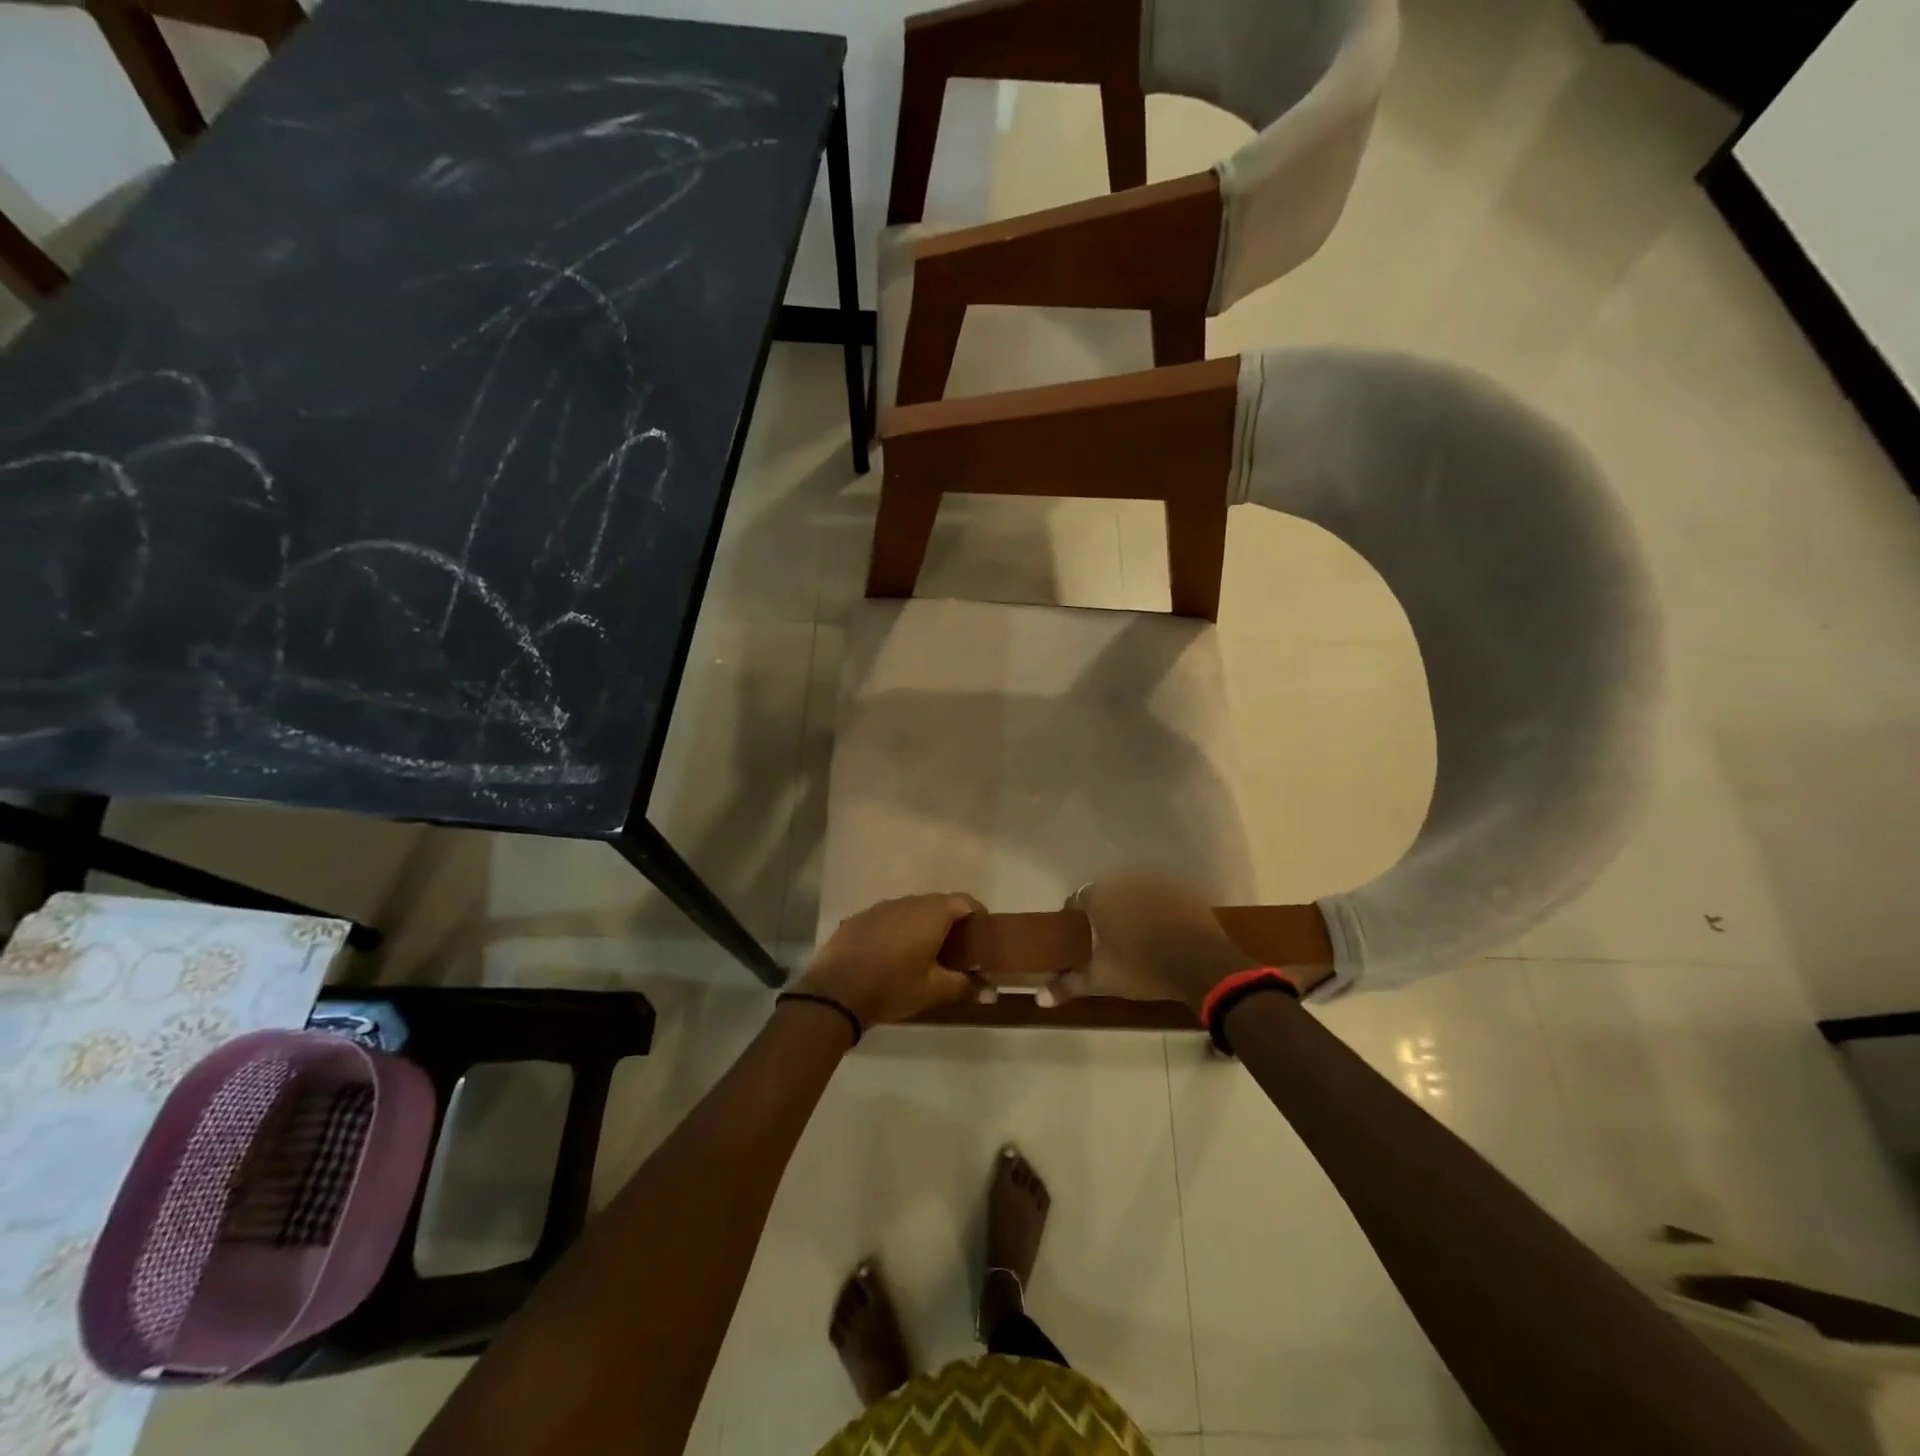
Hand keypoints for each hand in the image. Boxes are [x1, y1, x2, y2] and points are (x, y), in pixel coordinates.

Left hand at [794, 893, 983, 1027]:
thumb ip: (964, 985)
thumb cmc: (893, 986)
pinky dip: (896, 930)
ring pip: (911, 910)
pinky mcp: (859, 918)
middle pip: (938, 903)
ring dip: (921, 925)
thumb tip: (989, 990)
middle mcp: (908, 902)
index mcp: (932, 913)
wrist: (835, 991)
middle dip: (950, 922)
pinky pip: (888, 918)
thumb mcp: (934, 990)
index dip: (978, 915)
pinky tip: (891, 954)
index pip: (965, 901)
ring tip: (923, 952)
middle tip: (955, 949)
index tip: (981, 935)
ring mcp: (881, 907)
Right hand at [1045, 873, 1257, 1011]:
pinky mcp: (1183, 889)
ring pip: (1136, 893)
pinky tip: (1166, 931)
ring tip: (1138, 936)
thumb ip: (1069, 985)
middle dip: (1106, 912)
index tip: (1081, 937)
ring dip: (1133, 908)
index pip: (1077, 900)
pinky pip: (1163, 896)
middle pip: (1108, 894)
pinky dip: (1161, 909)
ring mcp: (1157, 882)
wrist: (1202, 964)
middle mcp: (1126, 880)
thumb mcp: (1102, 980)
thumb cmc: (1142, 969)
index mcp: (1100, 897)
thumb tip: (1039, 998)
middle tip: (1109, 938)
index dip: (1077, 917)